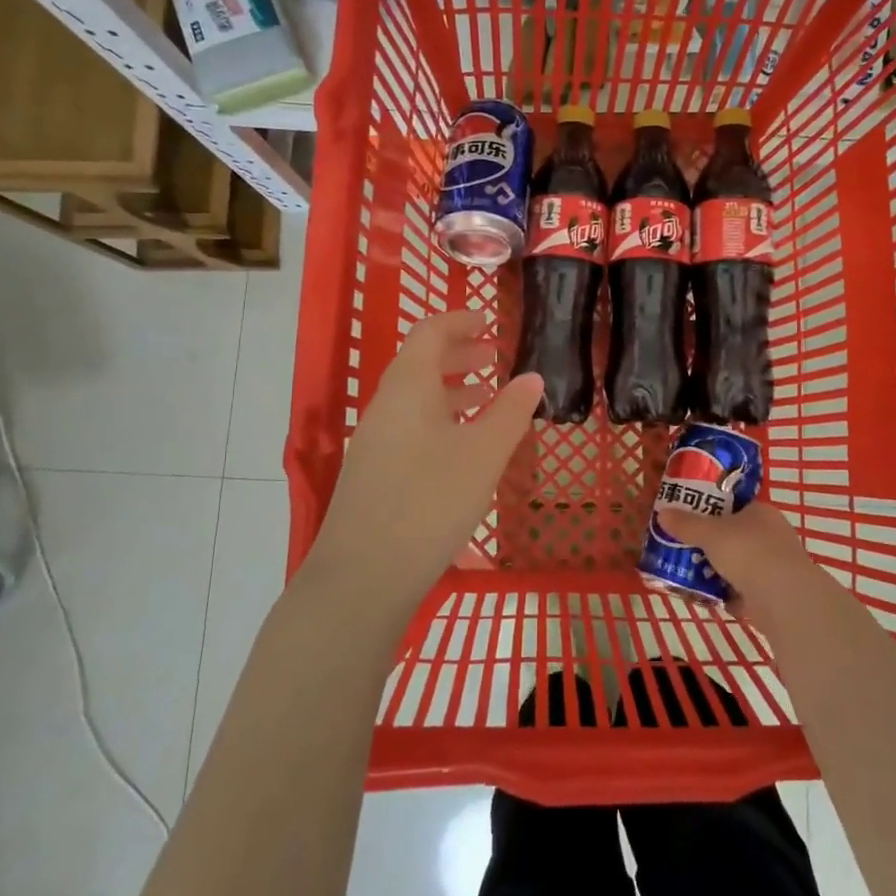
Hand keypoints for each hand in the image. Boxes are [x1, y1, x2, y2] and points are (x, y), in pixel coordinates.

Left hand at [312, 312, 541, 599]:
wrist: (362, 575)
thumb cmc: (430, 502)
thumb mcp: (483, 454)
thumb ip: (510, 412)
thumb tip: (532, 377)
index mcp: (408, 387)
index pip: (430, 333)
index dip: (459, 321)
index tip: (488, 320)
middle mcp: (385, 406)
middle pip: (420, 364)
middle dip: (458, 355)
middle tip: (494, 357)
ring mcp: (375, 440)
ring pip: (416, 399)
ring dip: (451, 390)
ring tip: (487, 397)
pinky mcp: (374, 472)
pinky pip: (411, 427)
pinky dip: (441, 420)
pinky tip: (462, 446)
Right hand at [656, 498, 818, 617]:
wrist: (784, 598)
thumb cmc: (747, 552)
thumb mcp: (709, 533)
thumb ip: (686, 524)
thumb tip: (662, 513)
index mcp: (761, 512)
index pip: (736, 507)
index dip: (714, 513)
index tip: (693, 523)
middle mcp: (774, 535)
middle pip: (738, 536)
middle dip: (715, 546)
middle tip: (690, 551)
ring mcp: (779, 565)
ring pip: (744, 565)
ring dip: (723, 573)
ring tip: (697, 577)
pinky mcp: (779, 593)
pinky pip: (750, 591)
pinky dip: (734, 596)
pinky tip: (716, 600)